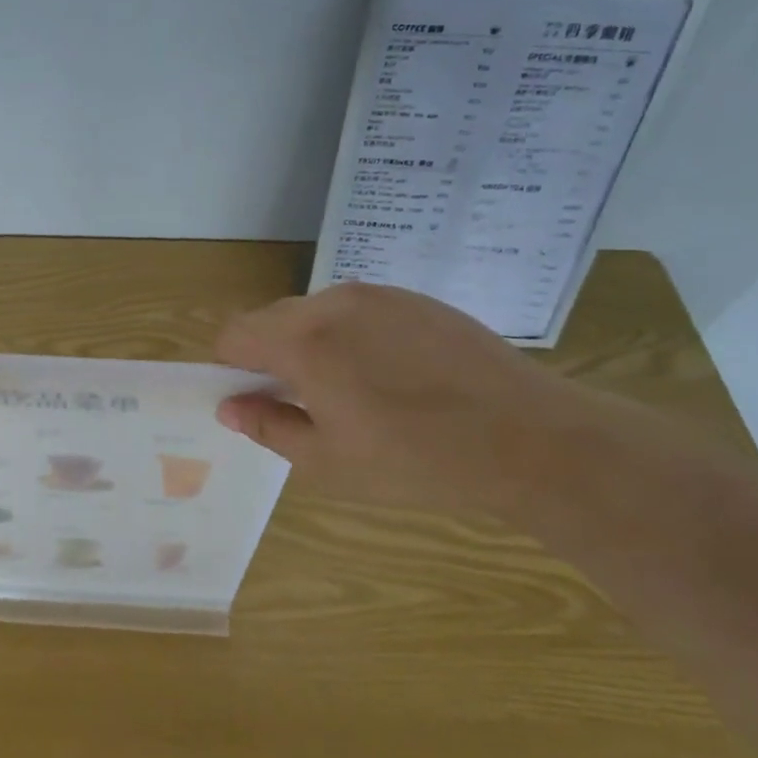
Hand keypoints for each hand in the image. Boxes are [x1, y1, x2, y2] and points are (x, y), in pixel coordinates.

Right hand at [213, 281, 608, 519]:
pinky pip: (359, 310)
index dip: (232, 368)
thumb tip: (230, 406)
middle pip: (271, 319)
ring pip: (315, 312)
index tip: (255, 401)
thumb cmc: (416, 461)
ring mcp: (379, 295)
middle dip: (270, 356)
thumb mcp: (327, 462)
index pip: (234, 334)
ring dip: (312, 344)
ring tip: (354, 391)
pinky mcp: (415, 299)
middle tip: (304, 403)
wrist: (527, 437)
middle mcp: (334, 303)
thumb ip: (268, 426)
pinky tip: (393, 375)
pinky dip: (353, 336)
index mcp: (303, 342)